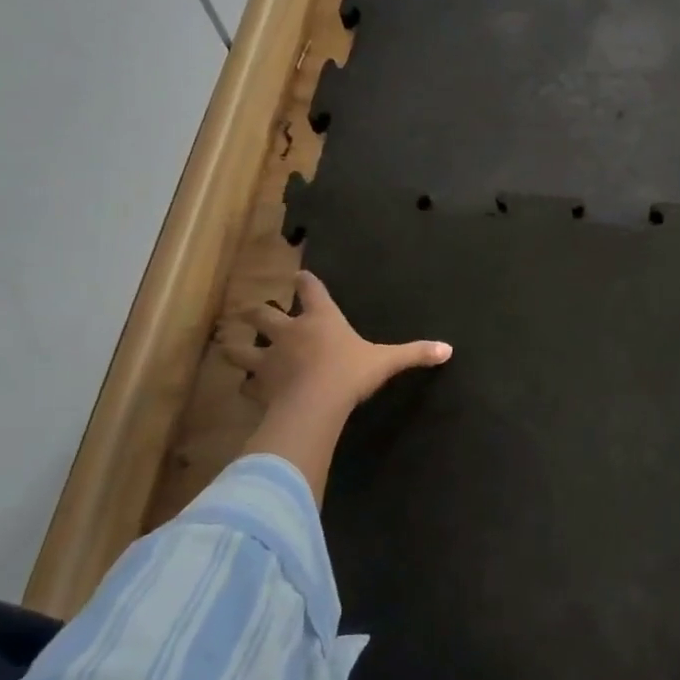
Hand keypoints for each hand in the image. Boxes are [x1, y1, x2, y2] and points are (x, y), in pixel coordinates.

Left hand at [222, 272, 451, 417]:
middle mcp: (290, 332)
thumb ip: (414, 353)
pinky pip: (246, 384)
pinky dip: (246, 385)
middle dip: (256, 312)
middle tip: (254, 313)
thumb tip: (448, 349)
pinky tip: (247, 389)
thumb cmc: (350, 372)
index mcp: (320, 318)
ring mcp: (269, 358)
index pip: (310, 290)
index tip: (299, 276)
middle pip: (262, 314)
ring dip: (236, 346)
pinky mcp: (258, 386)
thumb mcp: (386, 361)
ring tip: (232, 345)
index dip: (305, 282)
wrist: (316, 403)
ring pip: (241, 347)